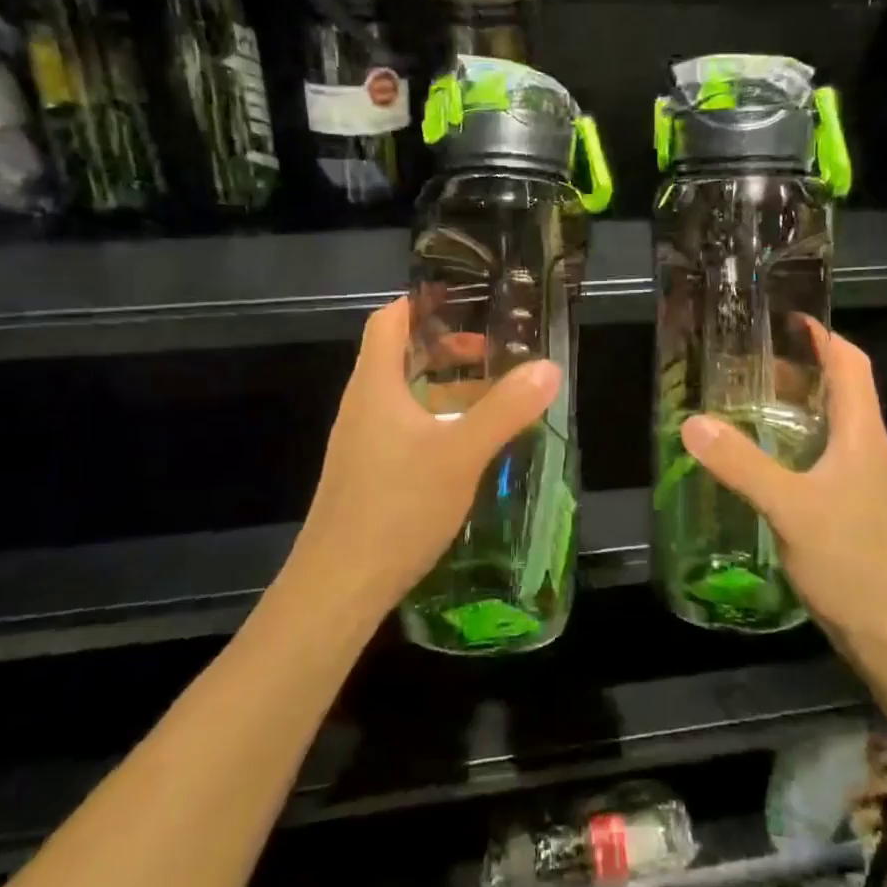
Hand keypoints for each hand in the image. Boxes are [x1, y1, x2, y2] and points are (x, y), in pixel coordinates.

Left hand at [280, 297, 561, 623]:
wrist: (338, 586)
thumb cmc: (397, 506)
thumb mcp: (461, 453)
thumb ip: (505, 409)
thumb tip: (548, 367)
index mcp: (376, 385)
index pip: (389, 321)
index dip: (422, 303)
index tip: (466, 301)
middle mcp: (363, 406)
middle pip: (400, 356)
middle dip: (446, 348)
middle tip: (493, 352)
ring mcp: (362, 442)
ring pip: (405, 397)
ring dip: (446, 388)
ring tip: (492, 396)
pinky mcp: (368, 474)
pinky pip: (404, 429)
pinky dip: (437, 421)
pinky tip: (467, 447)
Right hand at [680, 323, 886, 650]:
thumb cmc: (850, 561)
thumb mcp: (789, 507)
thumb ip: (742, 464)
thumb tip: (693, 423)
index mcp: (861, 435)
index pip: (851, 364)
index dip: (824, 335)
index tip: (787, 318)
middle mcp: (865, 449)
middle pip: (838, 391)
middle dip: (799, 369)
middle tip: (748, 363)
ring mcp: (860, 481)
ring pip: (828, 426)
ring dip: (794, 408)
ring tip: (746, 403)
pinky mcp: (850, 508)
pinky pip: (820, 459)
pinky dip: (792, 445)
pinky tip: (760, 461)